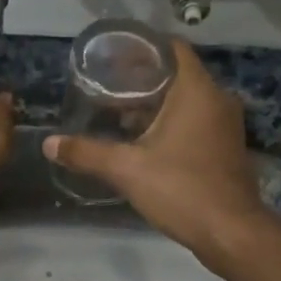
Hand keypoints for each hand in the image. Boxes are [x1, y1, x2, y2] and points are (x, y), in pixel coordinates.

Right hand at [43, 40, 266, 261]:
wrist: (231, 233)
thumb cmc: (181, 189)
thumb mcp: (127, 169)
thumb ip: (87, 153)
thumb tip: (49, 143)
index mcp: (197, 91)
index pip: (172, 48)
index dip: (142, 47)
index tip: (113, 56)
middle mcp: (217, 100)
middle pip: (176, 75)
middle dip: (142, 80)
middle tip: (106, 88)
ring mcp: (226, 125)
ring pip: (187, 101)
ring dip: (156, 105)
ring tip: (119, 115)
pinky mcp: (226, 148)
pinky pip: (196, 122)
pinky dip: (172, 124)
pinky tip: (145, 142)